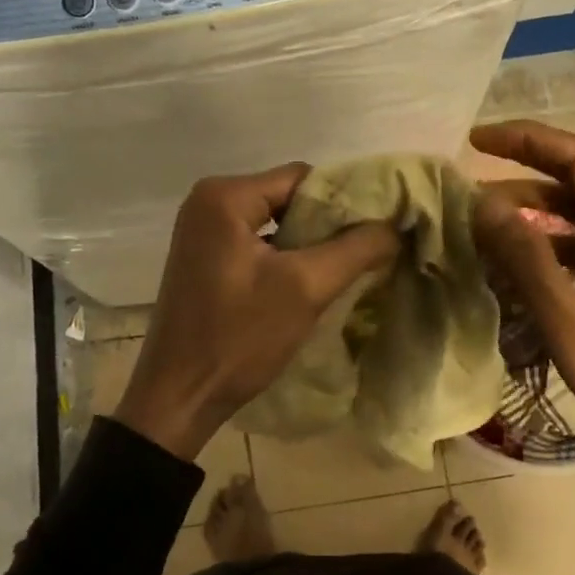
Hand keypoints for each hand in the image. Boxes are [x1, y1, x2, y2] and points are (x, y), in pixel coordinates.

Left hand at [113, 165, 398, 459]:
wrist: (180, 397)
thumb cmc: (239, 337)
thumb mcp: (306, 288)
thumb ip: (356, 249)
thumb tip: (395, 225)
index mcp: (225, 196)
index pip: (303, 178)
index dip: (344, 201)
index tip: (377, 230)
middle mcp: (208, 202)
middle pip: (289, 198)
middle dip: (328, 224)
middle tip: (367, 252)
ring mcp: (203, 231)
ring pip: (276, 222)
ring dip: (310, 244)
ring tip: (346, 269)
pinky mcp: (206, 258)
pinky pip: (259, 243)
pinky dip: (286, 258)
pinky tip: (310, 283)